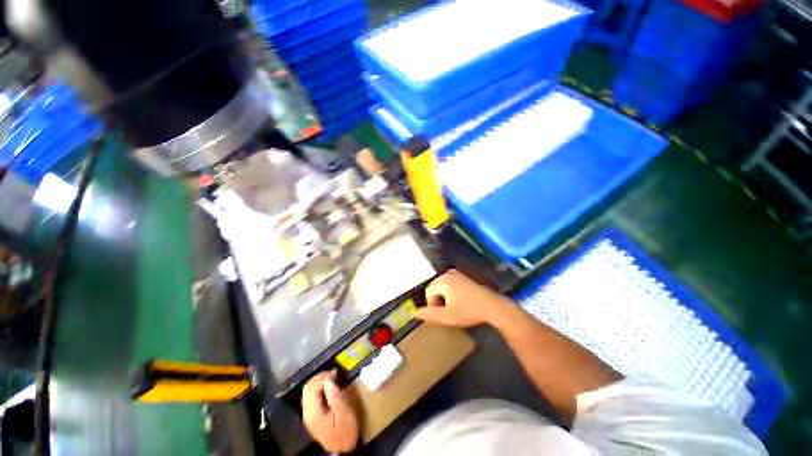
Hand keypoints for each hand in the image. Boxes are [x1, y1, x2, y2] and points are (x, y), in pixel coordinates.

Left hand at [302, 370, 358, 452]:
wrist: (342, 450)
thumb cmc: (345, 431)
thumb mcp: (344, 414)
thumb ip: (335, 396)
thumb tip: (329, 381)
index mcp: (313, 413)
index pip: (313, 388)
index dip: (323, 377)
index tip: (336, 373)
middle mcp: (307, 413)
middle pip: (307, 388)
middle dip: (319, 377)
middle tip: (333, 373)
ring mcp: (308, 415)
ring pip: (308, 391)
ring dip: (318, 381)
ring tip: (331, 377)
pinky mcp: (312, 415)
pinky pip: (311, 396)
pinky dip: (318, 388)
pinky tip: (328, 387)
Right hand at [415, 270, 511, 327]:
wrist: (492, 306)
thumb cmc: (469, 312)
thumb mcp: (448, 317)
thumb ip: (430, 315)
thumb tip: (415, 313)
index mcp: (443, 281)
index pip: (428, 292)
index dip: (432, 305)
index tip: (442, 314)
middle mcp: (448, 274)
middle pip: (434, 288)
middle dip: (438, 300)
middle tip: (447, 312)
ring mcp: (456, 273)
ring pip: (441, 286)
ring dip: (444, 297)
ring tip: (453, 308)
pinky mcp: (462, 276)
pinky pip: (449, 284)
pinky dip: (450, 292)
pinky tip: (459, 301)